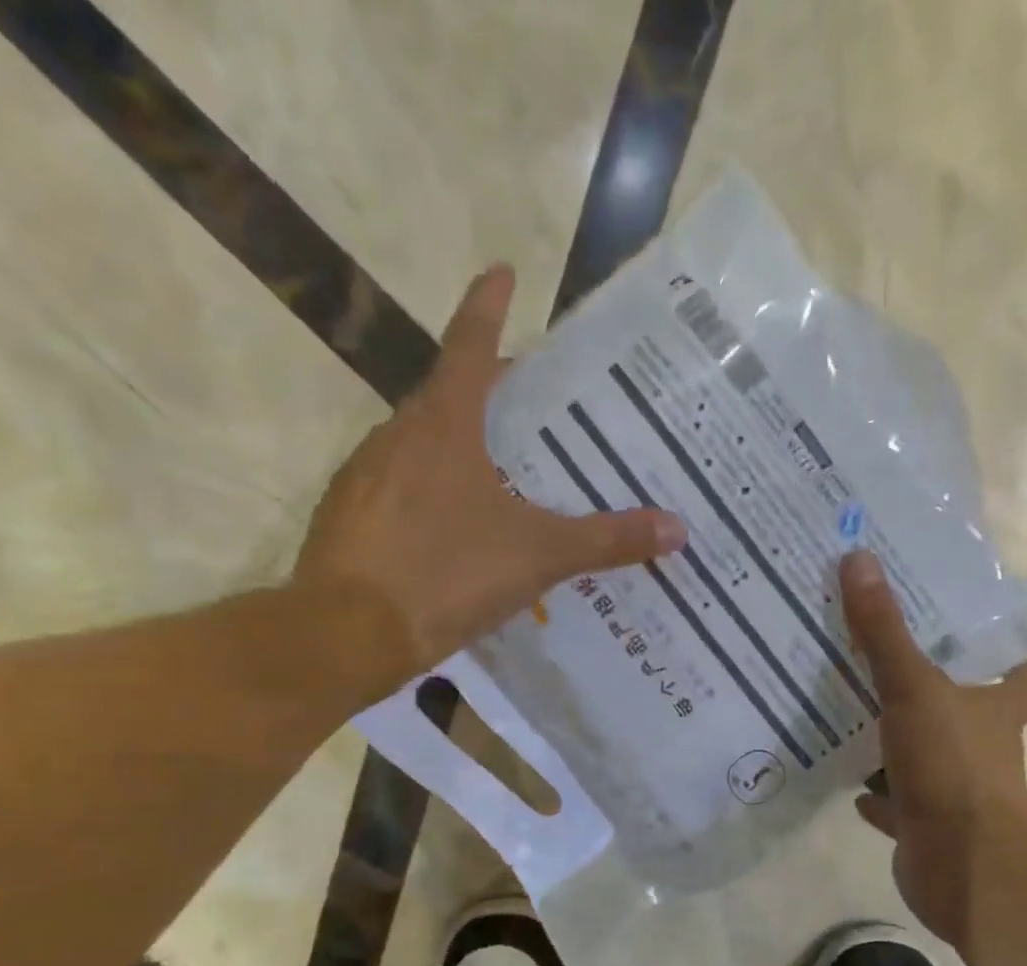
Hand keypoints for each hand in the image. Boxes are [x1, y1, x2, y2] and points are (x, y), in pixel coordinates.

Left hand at [292, 265, 686, 700]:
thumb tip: (679, 529)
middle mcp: (397, 435)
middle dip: (488, 391)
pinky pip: (399, 488)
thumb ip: (607, 540)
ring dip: (458, 446)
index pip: (470, 345)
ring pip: (420, 445)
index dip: (489, 307)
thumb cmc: (447, 574)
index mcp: (443, 425)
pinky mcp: (348, 517)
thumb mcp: (538, 556)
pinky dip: (430, 493)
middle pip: (447, 396)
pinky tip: (453, 530)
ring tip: (501, 473)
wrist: (348, 633)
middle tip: (532, 405)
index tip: (503, 272)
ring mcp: (364, 476)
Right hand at [842, 552, 1026, 949]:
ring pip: (932, 763)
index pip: (1025, 683)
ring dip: (902, 748)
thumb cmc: (950, 765)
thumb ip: (884, 631)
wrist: (962, 864)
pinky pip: (902, 808)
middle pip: (972, 720)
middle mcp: (986, 752)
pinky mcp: (930, 831)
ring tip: (858, 722)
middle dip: (940, 702)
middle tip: (894, 673)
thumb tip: (859, 559)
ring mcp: (959, 796)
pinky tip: (852, 787)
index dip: (1011, 666)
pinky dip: (881, 799)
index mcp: (997, 712)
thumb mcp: (913, 688)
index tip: (979, 648)